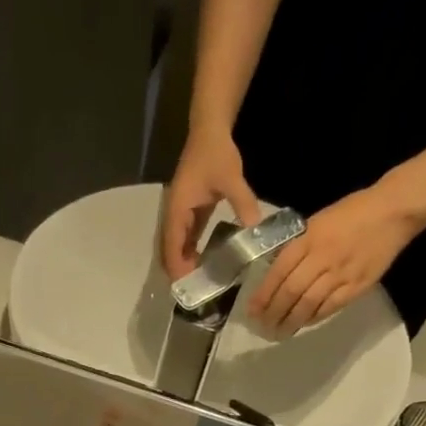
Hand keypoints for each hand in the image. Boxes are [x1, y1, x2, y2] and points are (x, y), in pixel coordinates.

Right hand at [161, 127, 260, 279]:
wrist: (209, 130)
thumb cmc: (216, 153)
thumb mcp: (231, 178)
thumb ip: (243, 204)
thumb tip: (255, 230)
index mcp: (177, 210)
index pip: (173, 247)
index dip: (178, 269)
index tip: (189, 288)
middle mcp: (173, 215)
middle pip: (169, 252)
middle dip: (178, 273)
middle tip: (195, 295)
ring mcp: (179, 214)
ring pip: (176, 248)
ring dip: (184, 265)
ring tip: (198, 285)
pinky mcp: (187, 213)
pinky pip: (185, 240)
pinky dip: (190, 254)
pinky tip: (204, 265)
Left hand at [249, 185, 420, 334]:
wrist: (393, 211)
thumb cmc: (352, 213)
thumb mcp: (317, 222)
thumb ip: (298, 246)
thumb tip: (277, 272)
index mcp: (308, 239)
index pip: (278, 272)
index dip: (263, 295)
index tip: (252, 311)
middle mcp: (322, 257)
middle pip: (290, 292)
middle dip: (273, 313)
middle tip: (264, 327)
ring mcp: (340, 274)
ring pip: (308, 304)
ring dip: (291, 322)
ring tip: (280, 332)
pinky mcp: (357, 286)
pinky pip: (329, 308)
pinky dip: (313, 318)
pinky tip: (303, 323)